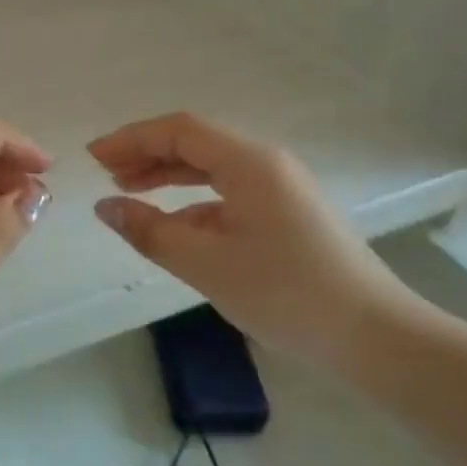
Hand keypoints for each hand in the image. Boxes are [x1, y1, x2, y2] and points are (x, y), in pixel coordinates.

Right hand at [90, 113, 406, 359]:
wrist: (372, 335)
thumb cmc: (286, 293)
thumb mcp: (207, 264)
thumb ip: (150, 231)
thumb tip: (105, 207)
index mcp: (249, 162)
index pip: (180, 130)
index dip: (132, 138)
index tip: (94, 157)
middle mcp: (266, 164)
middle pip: (196, 144)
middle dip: (147, 154)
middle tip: (105, 173)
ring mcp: (281, 189)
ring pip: (213, 169)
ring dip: (169, 176)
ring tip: (129, 191)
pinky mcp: (288, 214)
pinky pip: (230, 194)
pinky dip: (195, 203)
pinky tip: (174, 226)